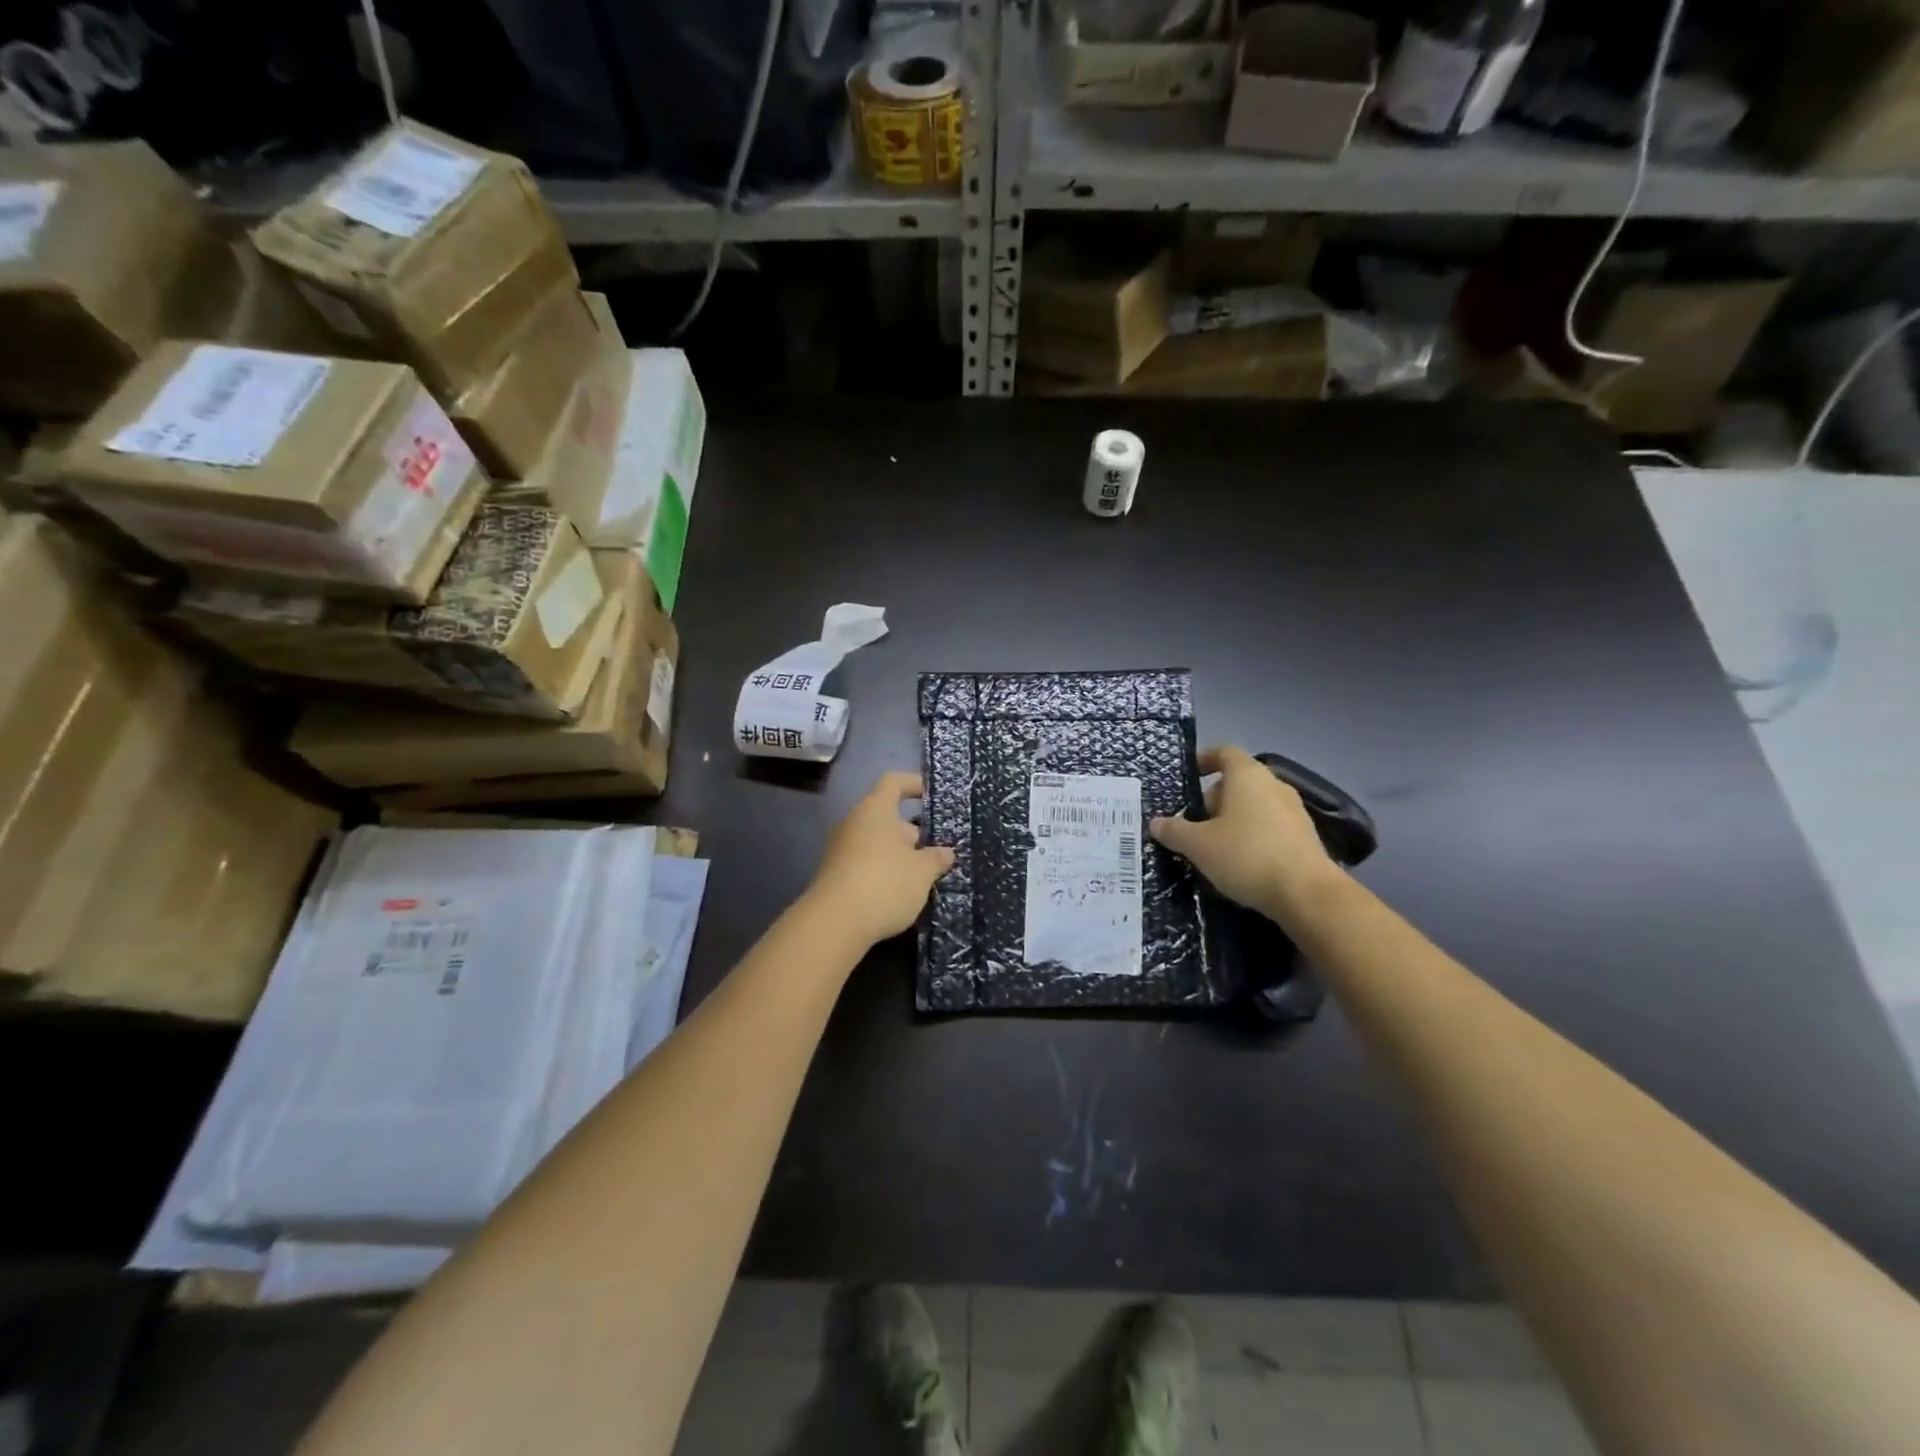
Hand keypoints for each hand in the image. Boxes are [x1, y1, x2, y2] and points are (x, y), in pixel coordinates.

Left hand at [804, 771, 954, 946]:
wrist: (834, 924)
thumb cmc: (885, 884)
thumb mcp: (922, 872)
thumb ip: (936, 858)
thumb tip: (945, 852)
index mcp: (875, 810)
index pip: (894, 782)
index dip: (914, 783)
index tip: (933, 795)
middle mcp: (854, 823)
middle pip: (887, 816)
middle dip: (913, 832)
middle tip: (936, 851)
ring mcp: (841, 850)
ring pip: (877, 842)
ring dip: (899, 855)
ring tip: (924, 876)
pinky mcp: (835, 875)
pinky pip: (865, 863)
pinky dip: (884, 871)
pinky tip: (901, 893)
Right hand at [1150, 746, 1342, 921]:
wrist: (1306, 894)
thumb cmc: (1247, 856)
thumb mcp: (1199, 845)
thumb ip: (1175, 831)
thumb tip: (1156, 823)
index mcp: (1247, 776)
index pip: (1224, 753)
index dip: (1204, 759)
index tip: (1188, 774)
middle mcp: (1274, 785)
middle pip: (1237, 782)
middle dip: (1213, 799)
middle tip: (1192, 822)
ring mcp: (1294, 811)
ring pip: (1254, 805)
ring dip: (1232, 819)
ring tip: (1212, 845)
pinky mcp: (1305, 837)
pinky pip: (1270, 826)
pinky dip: (1252, 835)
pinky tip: (1239, 861)